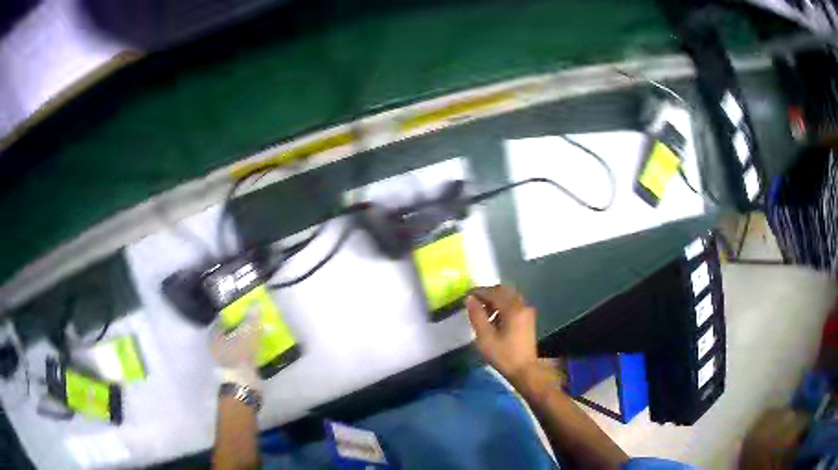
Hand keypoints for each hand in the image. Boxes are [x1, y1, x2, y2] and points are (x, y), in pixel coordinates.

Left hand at [209, 309, 261, 391]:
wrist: (244, 384)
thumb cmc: (240, 356)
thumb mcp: (248, 334)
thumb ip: (251, 319)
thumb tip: (255, 303)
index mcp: (214, 336)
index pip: (223, 319)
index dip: (234, 313)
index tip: (245, 309)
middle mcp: (216, 347)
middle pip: (230, 332)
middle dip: (242, 326)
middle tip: (253, 320)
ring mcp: (225, 359)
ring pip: (237, 343)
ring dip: (246, 339)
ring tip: (259, 332)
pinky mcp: (235, 368)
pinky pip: (243, 354)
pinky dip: (250, 350)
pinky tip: (259, 347)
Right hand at [466, 285, 538, 383]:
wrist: (525, 370)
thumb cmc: (503, 355)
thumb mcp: (485, 337)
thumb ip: (477, 316)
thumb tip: (470, 299)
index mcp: (512, 309)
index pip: (493, 292)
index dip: (479, 292)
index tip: (466, 295)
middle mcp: (522, 305)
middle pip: (503, 291)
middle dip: (488, 294)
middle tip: (474, 302)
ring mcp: (527, 311)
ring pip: (509, 296)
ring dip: (495, 300)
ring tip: (483, 313)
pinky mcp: (528, 318)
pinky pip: (514, 304)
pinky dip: (502, 306)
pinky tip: (494, 319)